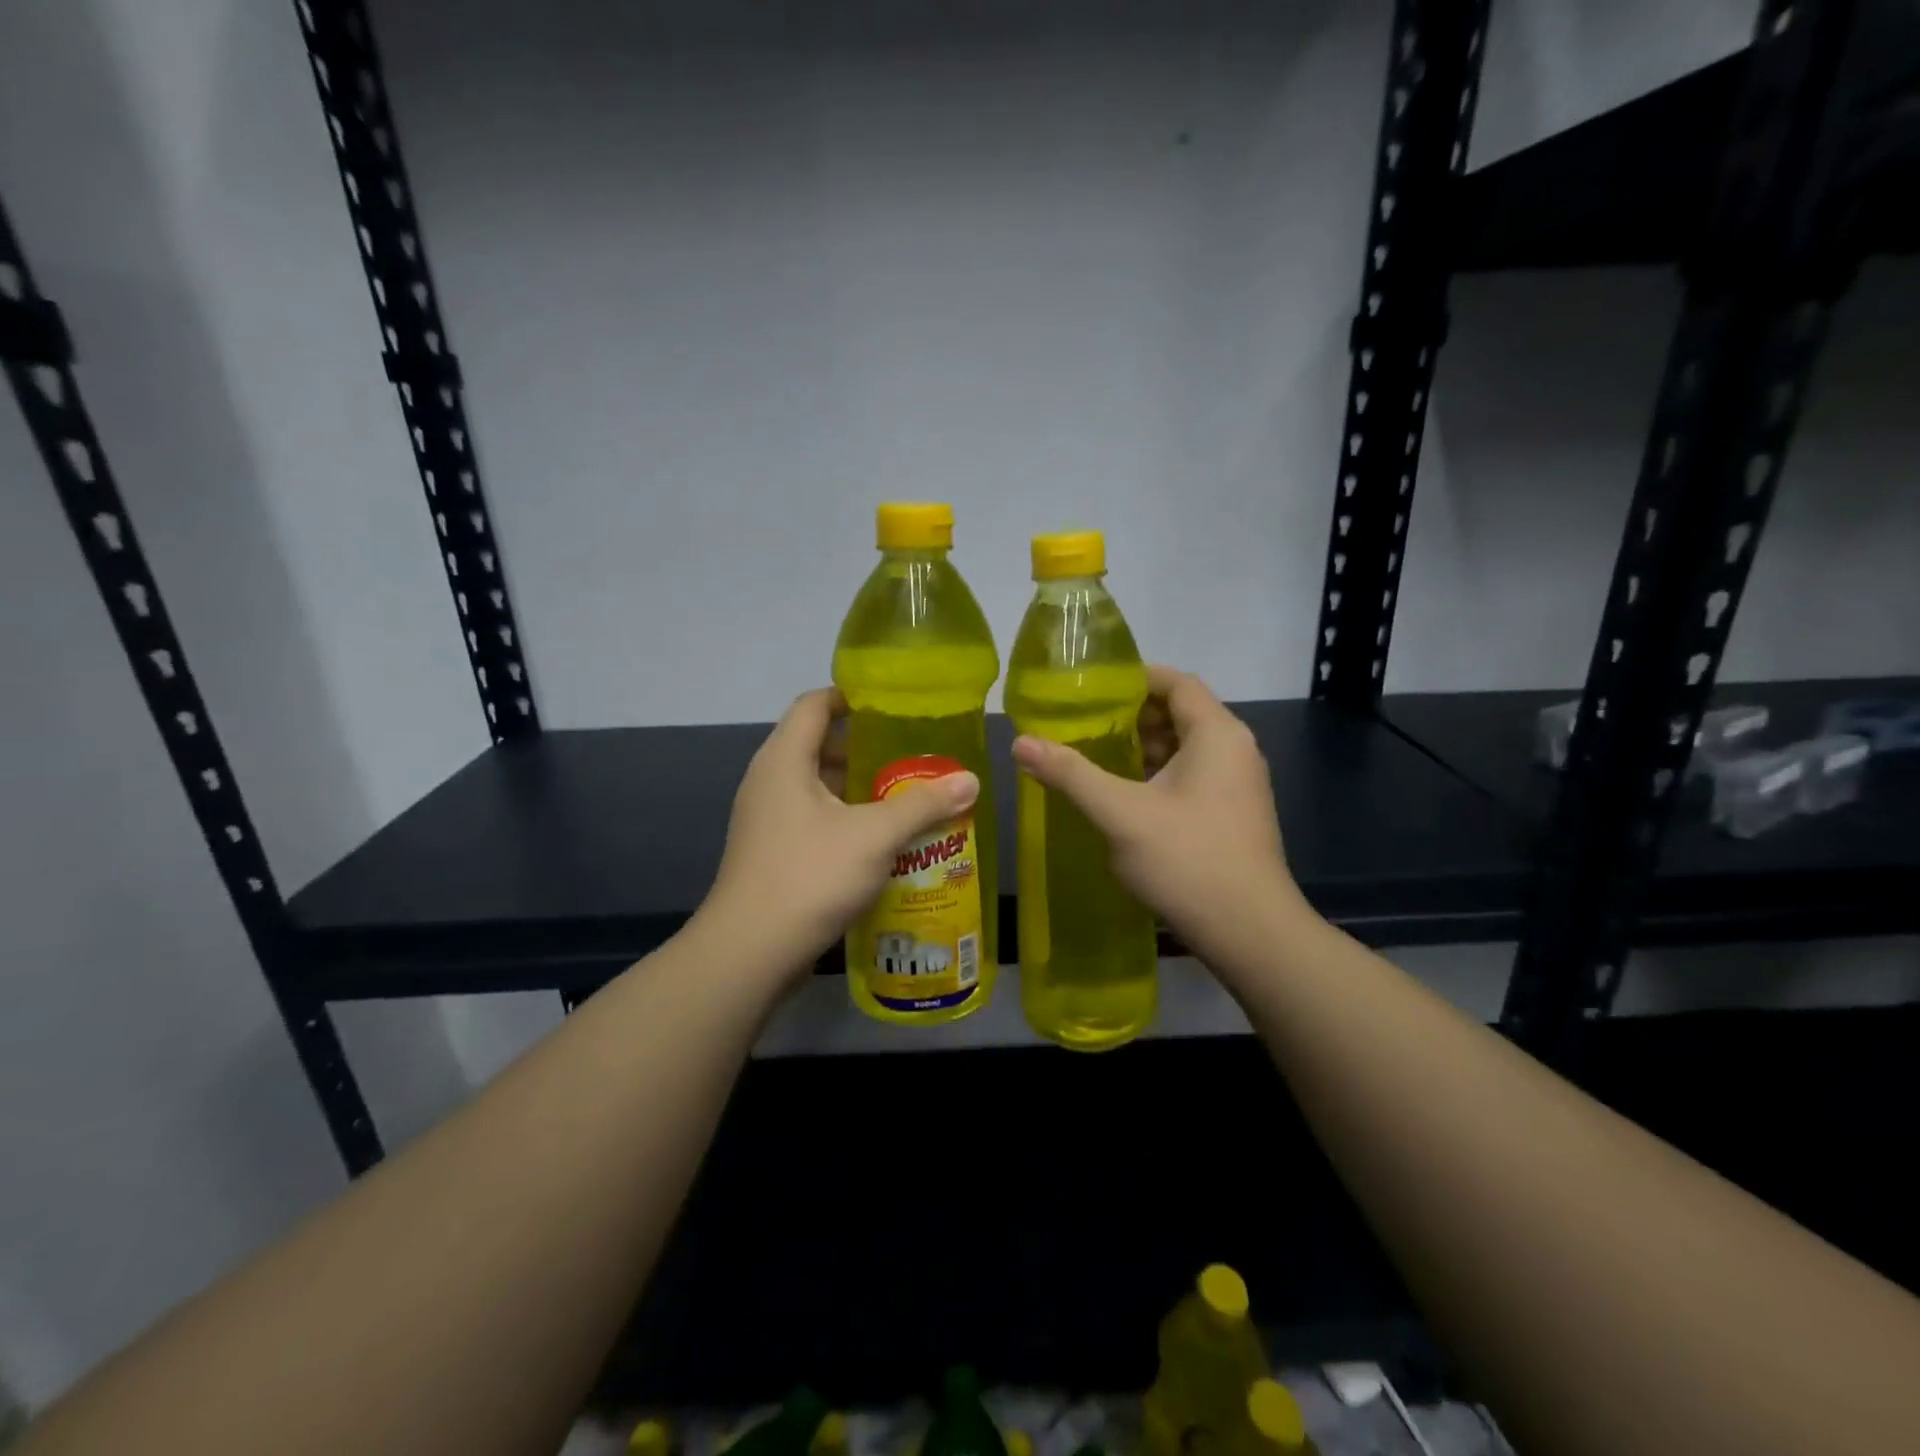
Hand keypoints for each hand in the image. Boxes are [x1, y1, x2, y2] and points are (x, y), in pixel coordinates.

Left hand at [699, 689, 979, 980]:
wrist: (750, 952)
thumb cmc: (810, 875)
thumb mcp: (875, 835)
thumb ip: (923, 804)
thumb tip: (971, 780)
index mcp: (785, 760)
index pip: (814, 704)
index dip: (852, 696)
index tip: (895, 705)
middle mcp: (770, 781)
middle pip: (820, 745)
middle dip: (868, 748)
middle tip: (915, 755)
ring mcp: (768, 819)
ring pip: (820, 787)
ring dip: (861, 789)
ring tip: (909, 795)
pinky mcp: (774, 852)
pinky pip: (815, 820)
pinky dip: (848, 820)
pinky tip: (884, 840)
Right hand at [1011, 667, 1304, 957]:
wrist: (1251, 933)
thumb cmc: (1187, 860)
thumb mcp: (1120, 813)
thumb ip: (1070, 774)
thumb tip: (1020, 742)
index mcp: (1217, 734)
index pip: (1177, 682)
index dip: (1135, 678)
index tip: (1091, 689)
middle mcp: (1235, 750)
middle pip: (1181, 713)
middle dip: (1132, 716)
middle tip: (1083, 725)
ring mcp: (1239, 785)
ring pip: (1186, 749)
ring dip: (1144, 749)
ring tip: (1095, 757)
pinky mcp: (1234, 815)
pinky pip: (1193, 777)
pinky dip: (1159, 776)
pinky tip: (1124, 797)